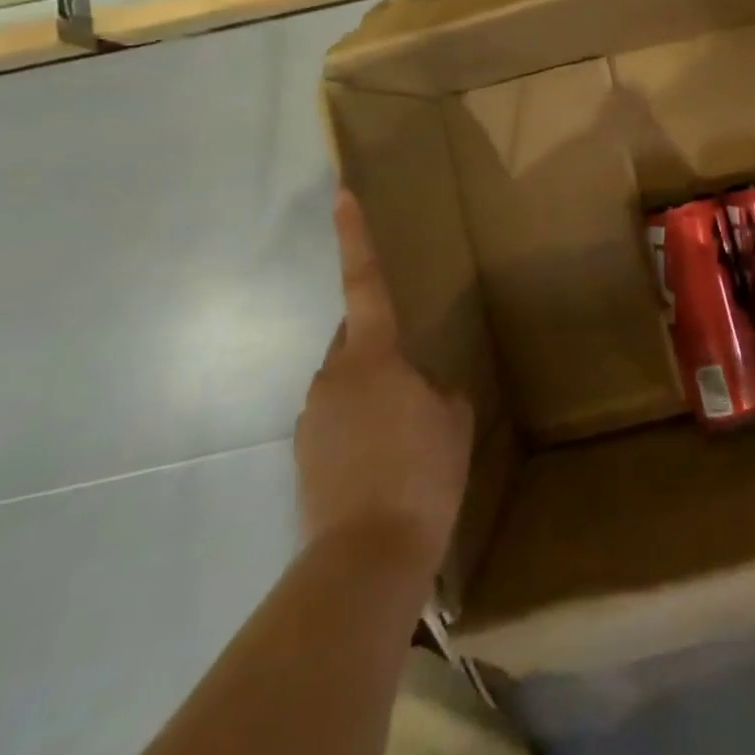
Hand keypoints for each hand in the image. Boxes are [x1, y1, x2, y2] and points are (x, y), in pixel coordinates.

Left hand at [295, 191, 473, 569]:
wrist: (367, 558)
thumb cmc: (421, 473)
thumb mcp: (453, 420)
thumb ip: (437, 390)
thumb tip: (420, 391)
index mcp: (372, 356)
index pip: (366, 284)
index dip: (356, 238)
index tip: (341, 195)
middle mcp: (331, 377)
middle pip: (355, 343)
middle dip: (380, 350)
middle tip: (416, 390)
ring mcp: (310, 419)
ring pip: (346, 387)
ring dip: (372, 399)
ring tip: (402, 443)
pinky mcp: (301, 457)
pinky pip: (336, 424)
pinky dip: (358, 432)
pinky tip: (381, 468)